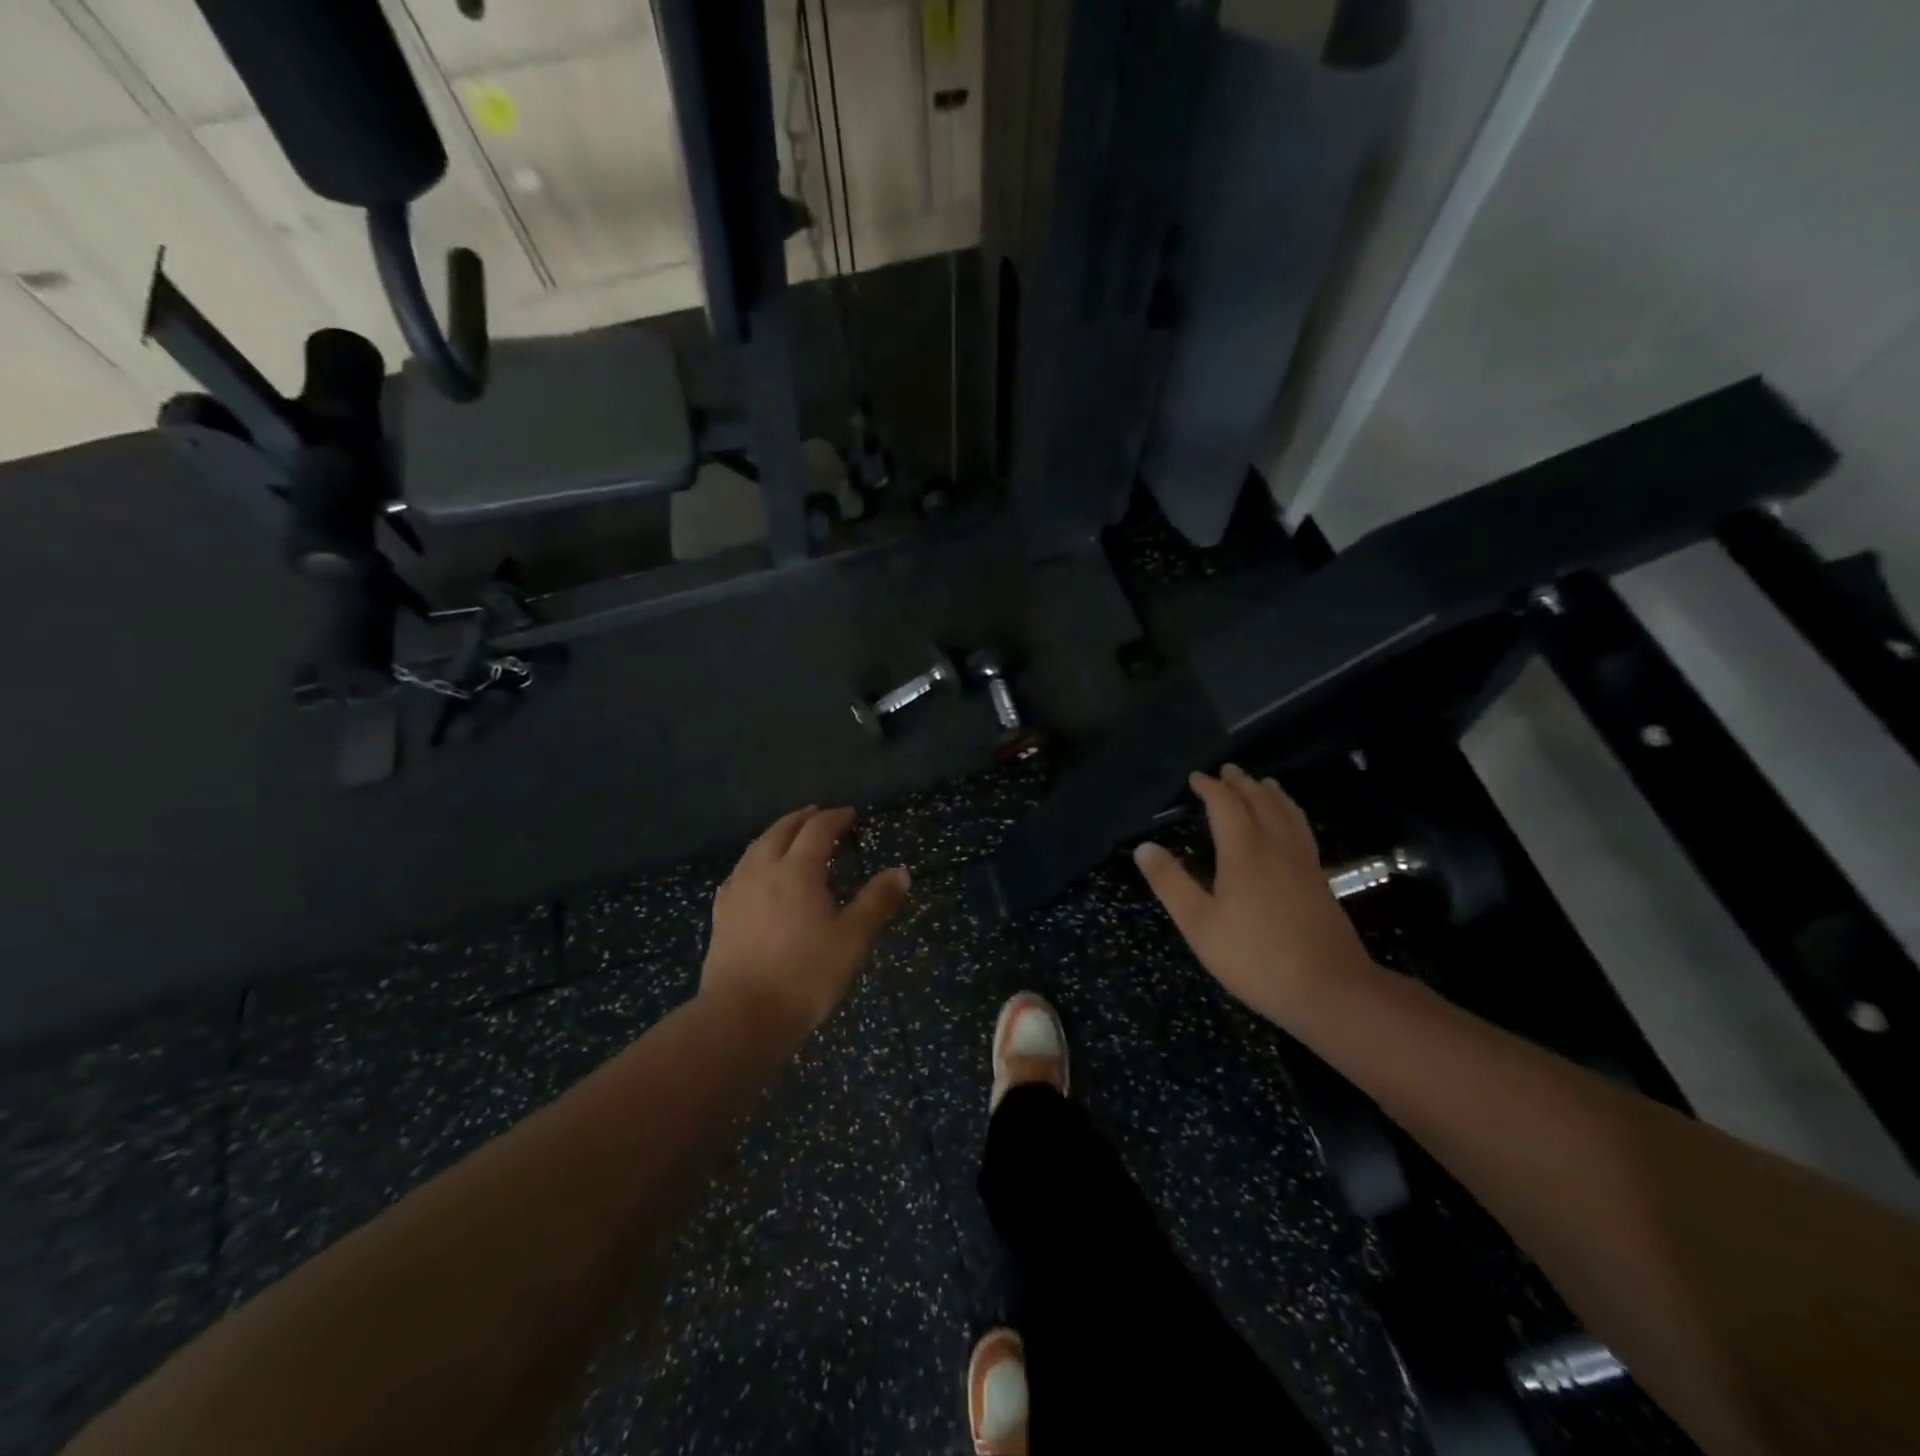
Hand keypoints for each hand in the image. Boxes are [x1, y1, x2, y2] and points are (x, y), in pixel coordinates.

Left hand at [701, 805, 910, 1038]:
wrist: (742, 1017)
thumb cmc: (805, 976)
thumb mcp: (852, 940)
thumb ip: (876, 902)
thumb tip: (900, 872)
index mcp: (798, 871)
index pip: (818, 830)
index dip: (835, 818)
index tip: (850, 814)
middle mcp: (763, 870)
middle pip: (781, 831)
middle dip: (802, 819)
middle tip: (819, 815)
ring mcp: (737, 891)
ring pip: (756, 848)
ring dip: (776, 835)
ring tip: (789, 837)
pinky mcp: (721, 914)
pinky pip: (740, 872)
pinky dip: (755, 860)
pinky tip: (756, 874)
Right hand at [1132, 765, 1371, 1028]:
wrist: (1329, 989)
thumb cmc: (1254, 957)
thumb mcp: (1198, 924)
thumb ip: (1170, 882)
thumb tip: (1144, 847)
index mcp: (1244, 851)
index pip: (1226, 805)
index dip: (1210, 788)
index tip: (1196, 778)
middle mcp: (1276, 846)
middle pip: (1260, 801)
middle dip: (1241, 783)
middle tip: (1227, 771)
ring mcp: (1304, 862)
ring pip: (1287, 813)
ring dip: (1270, 793)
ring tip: (1262, 783)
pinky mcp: (1320, 880)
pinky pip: (1303, 830)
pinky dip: (1291, 813)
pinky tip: (1290, 825)